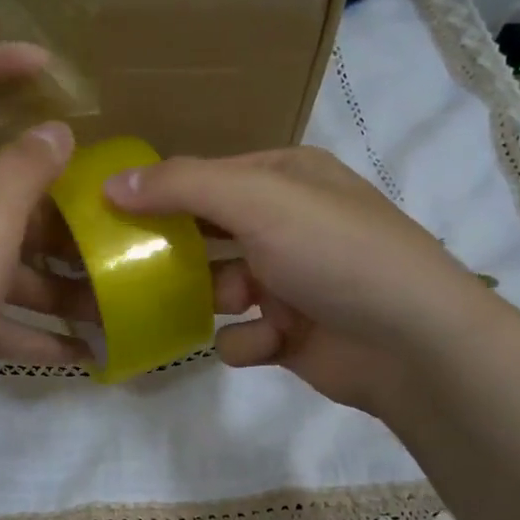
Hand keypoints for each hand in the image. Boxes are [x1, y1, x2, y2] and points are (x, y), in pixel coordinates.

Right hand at [105, 147, 487, 416]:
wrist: (412, 343)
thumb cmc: (335, 254)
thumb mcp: (259, 200)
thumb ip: (182, 186)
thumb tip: (111, 183)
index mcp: (285, 178)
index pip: (205, 177)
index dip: (158, 192)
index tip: (108, 214)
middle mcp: (287, 224)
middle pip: (208, 233)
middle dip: (175, 253)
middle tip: (127, 268)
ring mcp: (291, 280)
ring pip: (219, 288)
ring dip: (212, 301)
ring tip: (213, 308)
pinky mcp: (292, 333)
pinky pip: (244, 335)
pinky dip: (248, 342)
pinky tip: (265, 343)